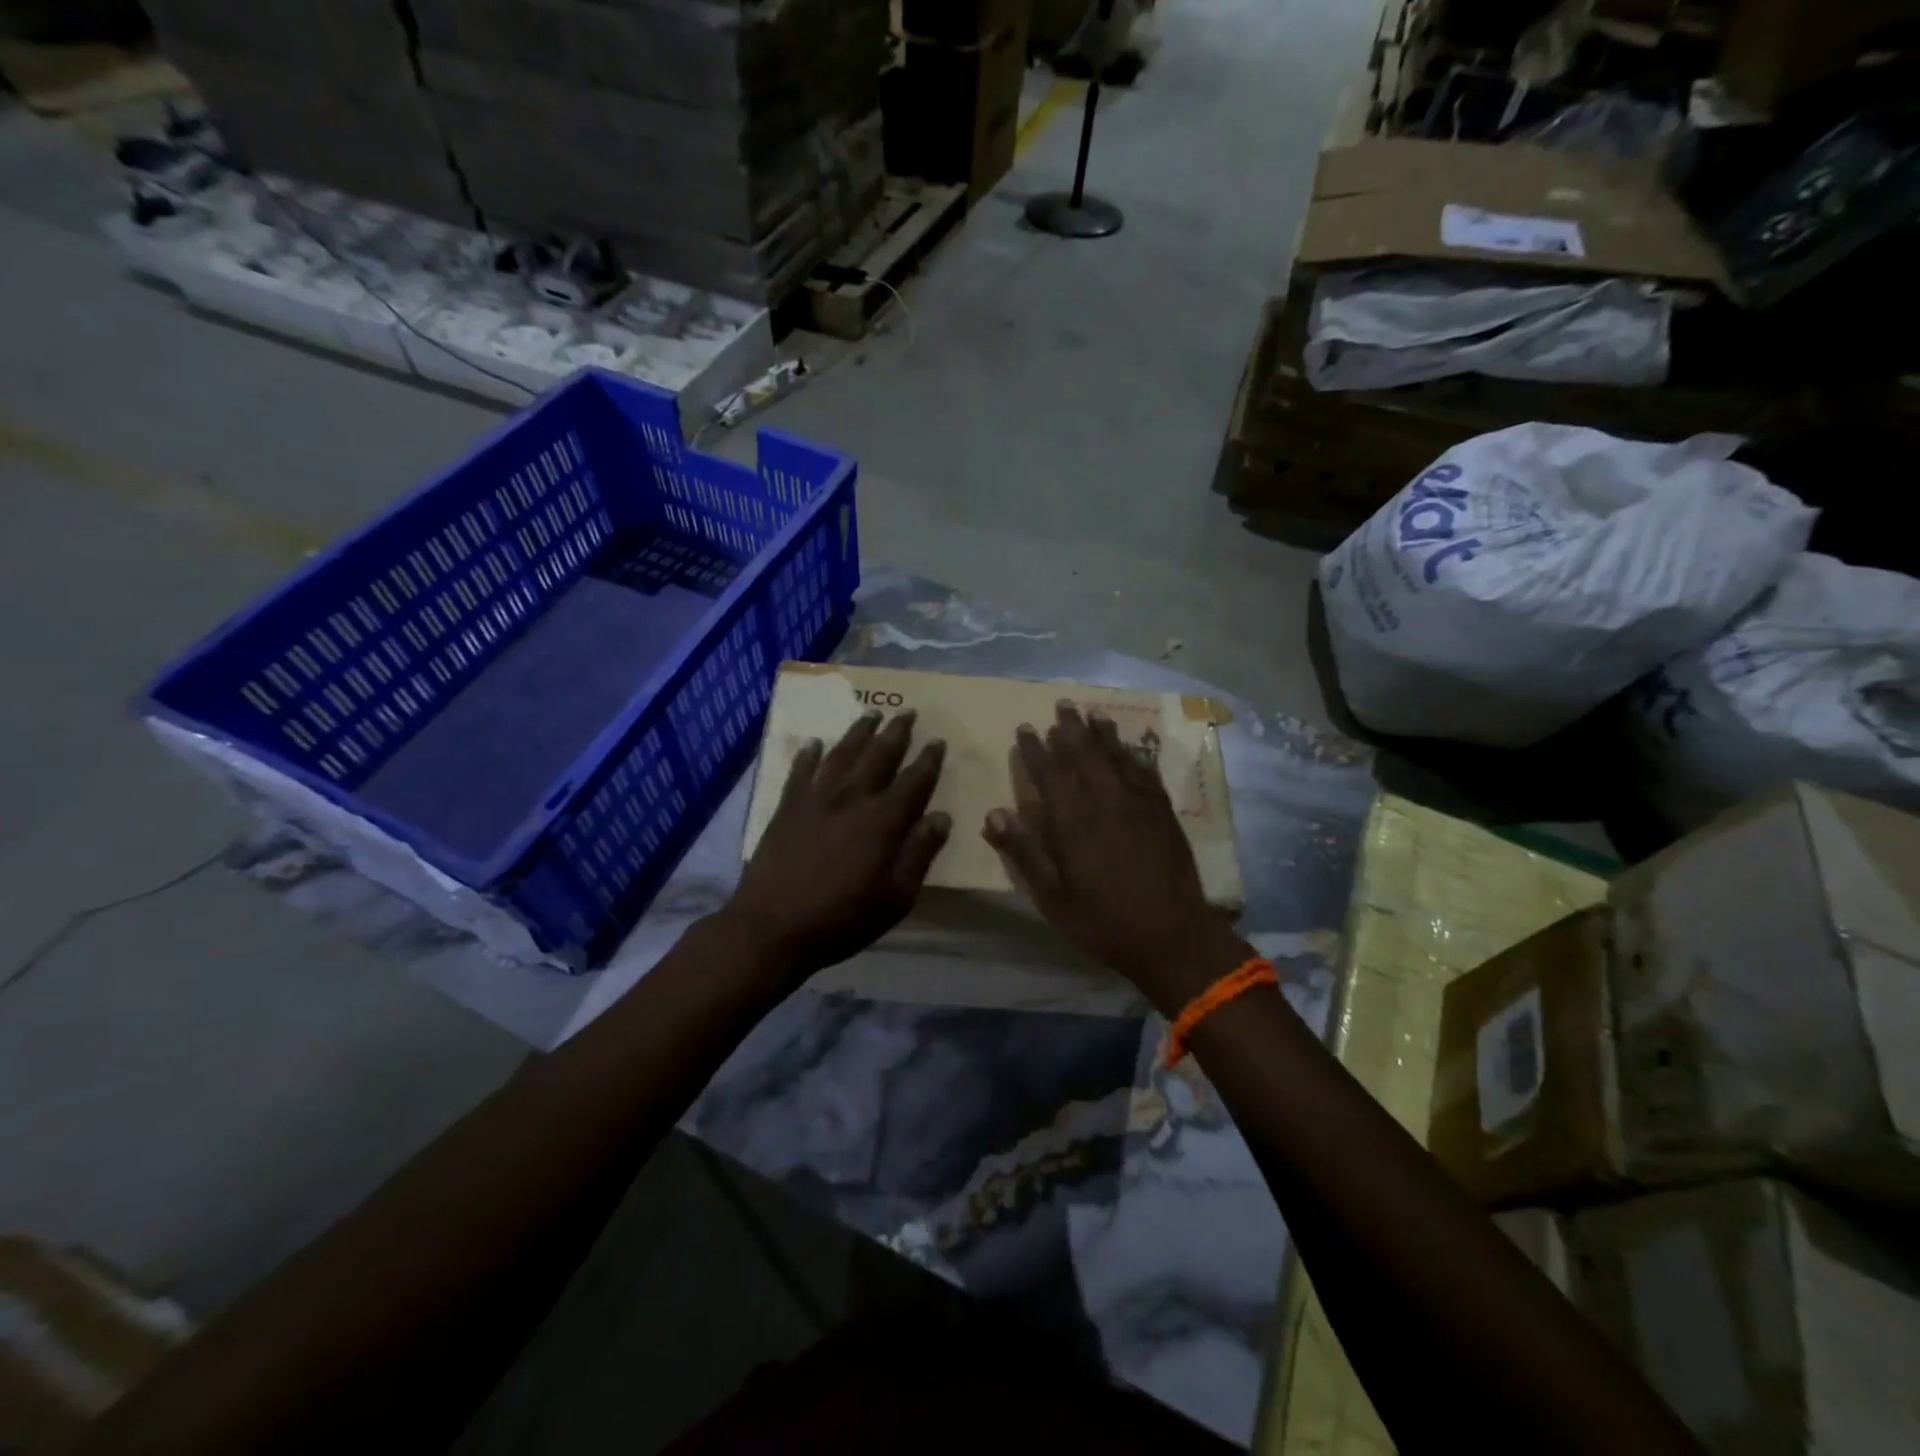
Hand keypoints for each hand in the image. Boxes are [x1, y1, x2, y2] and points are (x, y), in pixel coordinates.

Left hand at [724, 710, 949, 977]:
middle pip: (878, 756)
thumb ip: (920, 853)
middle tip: (908, 712)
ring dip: (859, 732)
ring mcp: (815, 799)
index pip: (913, 781)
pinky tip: (814, 743)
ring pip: (842, 754)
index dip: (928, 760)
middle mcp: (852, 799)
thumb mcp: (896, 897)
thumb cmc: (842, 918)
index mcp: (883, 821)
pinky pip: (800, 771)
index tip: (937, 741)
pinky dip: (808, 755)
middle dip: (896, 732)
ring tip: (871, 713)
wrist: (772, 927)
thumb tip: (942, 817)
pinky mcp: (786, 807)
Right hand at [983, 702, 1244, 1010]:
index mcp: (1074, 822)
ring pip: (1118, 757)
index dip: (1036, 749)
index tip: (1026, 728)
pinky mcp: (1164, 812)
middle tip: (1062, 704)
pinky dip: (1135, 755)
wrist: (1172, 937)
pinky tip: (1131, 748)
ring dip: (1103, 733)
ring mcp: (1139, 804)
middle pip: (1085, 754)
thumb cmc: (1104, 922)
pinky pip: (1146, 772)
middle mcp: (1106, 802)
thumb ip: (1024, 853)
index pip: (1050, 773)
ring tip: (1093, 714)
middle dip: (1071, 728)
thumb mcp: (1052, 898)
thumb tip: (993, 814)